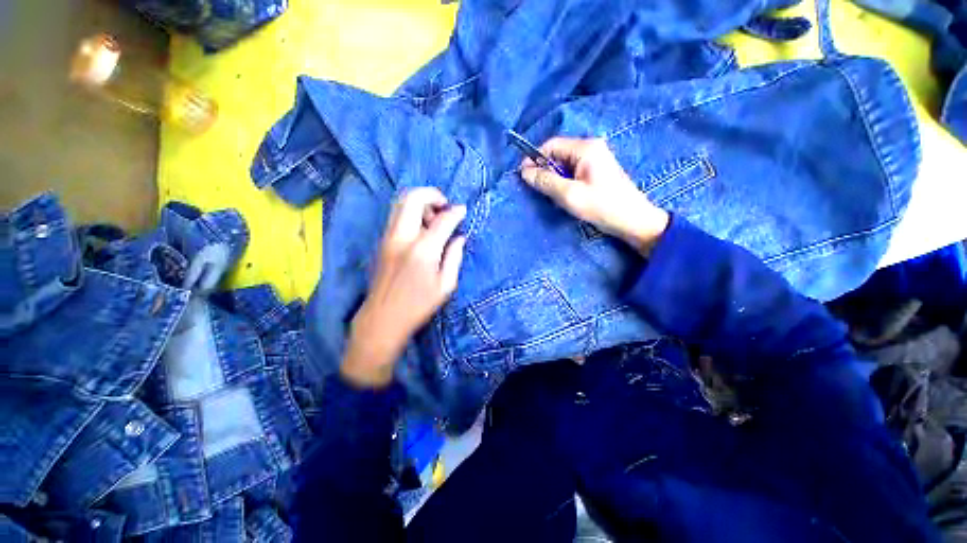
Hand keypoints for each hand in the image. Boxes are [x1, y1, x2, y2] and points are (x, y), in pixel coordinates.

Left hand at [341, 188, 466, 387]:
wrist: (382, 318)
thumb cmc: (418, 306)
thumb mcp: (446, 285)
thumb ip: (454, 257)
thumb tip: (459, 237)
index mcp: (423, 250)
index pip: (442, 219)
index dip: (456, 212)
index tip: (463, 210)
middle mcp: (403, 237)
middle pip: (414, 198)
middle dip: (433, 195)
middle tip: (445, 207)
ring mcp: (388, 237)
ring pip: (401, 203)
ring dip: (420, 203)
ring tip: (433, 220)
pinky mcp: (382, 242)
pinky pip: (396, 215)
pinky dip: (410, 212)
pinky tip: (421, 229)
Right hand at [520, 137, 669, 252]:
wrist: (633, 221)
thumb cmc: (601, 206)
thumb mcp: (569, 195)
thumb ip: (545, 181)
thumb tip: (524, 172)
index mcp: (585, 148)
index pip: (551, 145)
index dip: (534, 159)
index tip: (524, 177)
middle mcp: (591, 147)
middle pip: (557, 154)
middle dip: (545, 171)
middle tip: (541, 192)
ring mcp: (596, 159)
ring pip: (564, 165)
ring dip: (555, 179)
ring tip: (556, 197)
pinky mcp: (597, 171)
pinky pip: (573, 172)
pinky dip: (565, 183)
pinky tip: (567, 197)